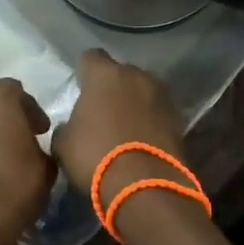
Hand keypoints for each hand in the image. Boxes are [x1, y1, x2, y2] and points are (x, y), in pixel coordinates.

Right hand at [52, 50, 190, 206]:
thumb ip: (68, 126)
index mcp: (104, 75)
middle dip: (112, 87)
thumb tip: (74, 126)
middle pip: (121, 73)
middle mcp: (136, 76)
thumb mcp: (64, 144)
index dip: (84, 70)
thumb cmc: (96, 157)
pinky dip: (150, 120)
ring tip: (124, 125)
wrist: (145, 187)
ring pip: (143, 91)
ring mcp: (162, 96)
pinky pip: (158, 112)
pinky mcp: (179, 119)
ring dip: (134, 102)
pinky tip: (141, 139)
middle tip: (102, 109)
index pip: (91, 57)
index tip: (80, 85)